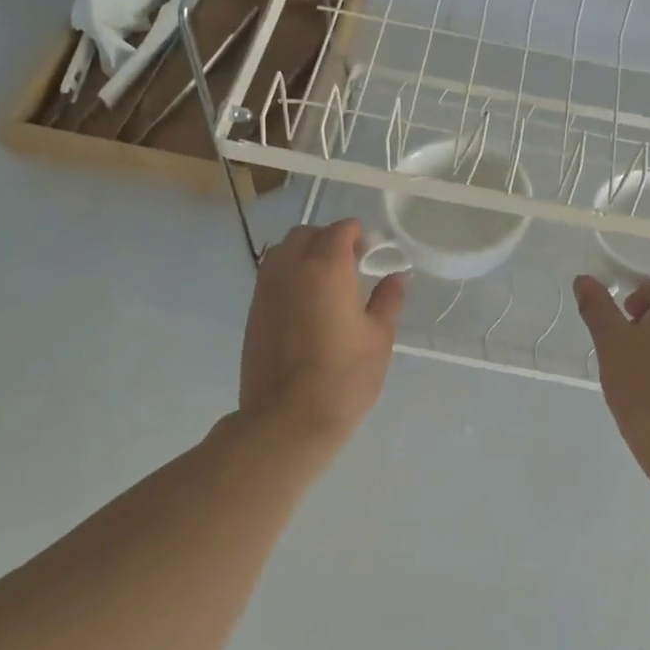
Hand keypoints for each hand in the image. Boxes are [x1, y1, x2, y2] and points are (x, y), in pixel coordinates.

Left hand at [240, 220, 405, 446]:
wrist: (288, 419)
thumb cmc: (344, 377)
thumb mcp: (379, 337)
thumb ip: (388, 299)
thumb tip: (396, 277)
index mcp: (326, 267)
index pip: (341, 230)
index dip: (360, 236)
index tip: (373, 255)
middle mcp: (291, 268)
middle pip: (307, 234)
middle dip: (330, 240)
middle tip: (352, 265)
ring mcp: (266, 289)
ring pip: (283, 251)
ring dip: (305, 254)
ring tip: (327, 282)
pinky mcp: (253, 310)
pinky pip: (271, 275)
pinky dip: (289, 275)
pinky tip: (307, 303)